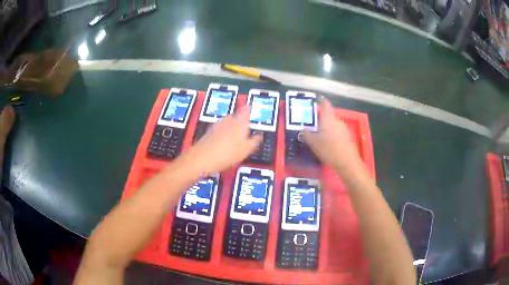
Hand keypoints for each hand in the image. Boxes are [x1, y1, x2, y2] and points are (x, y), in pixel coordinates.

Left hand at [186, 106, 261, 174]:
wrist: (201, 158)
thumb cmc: (225, 154)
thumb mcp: (245, 150)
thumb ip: (254, 141)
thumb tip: (259, 136)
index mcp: (239, 123)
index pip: (245, 111)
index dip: (249, 108)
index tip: (251, 106)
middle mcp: (228, 121)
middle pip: (236, 116)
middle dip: (240, 119)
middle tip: (244, 124)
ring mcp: (217, 125)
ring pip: (227, 121)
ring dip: (231, 124)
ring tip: (235, 133)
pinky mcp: (209, 132)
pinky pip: (219, 128)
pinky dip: (223, 131)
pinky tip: (224, 140)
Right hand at [303, 97, 362, 173]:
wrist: (347, 162)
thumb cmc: (329, 149)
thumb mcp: (313, 143)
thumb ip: (306, 134)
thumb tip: (303, 129)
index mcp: (328, 118)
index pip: (325, 104)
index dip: (320, 101)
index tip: (315, 100)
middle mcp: (337, 120)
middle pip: (328, 114)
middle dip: (320, 117)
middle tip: (312, 123)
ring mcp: (344, 128)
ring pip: (333, 123)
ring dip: (326, 126)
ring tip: (319, 134)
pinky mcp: (347, 136)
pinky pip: (337, 131)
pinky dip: (332, 133)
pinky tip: (328, 142)